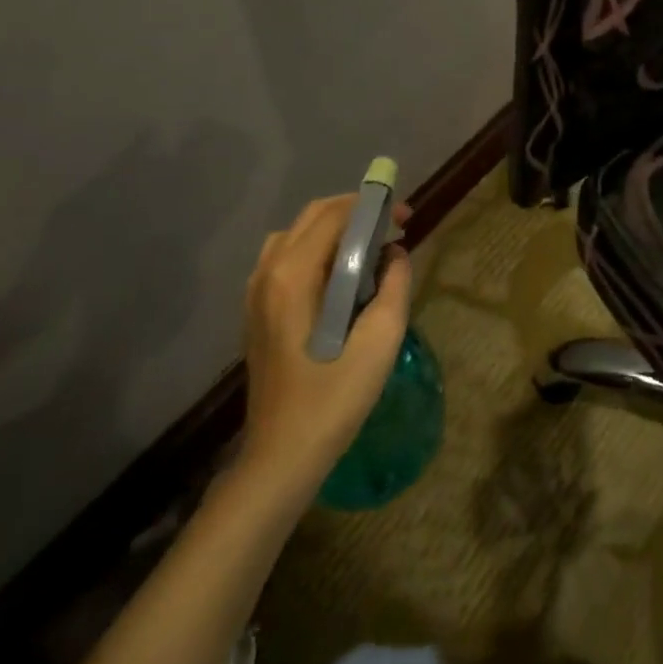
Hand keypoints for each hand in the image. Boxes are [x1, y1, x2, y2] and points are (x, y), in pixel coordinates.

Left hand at [235, 194, 412, 499]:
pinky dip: (316, 249)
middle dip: (356, 212)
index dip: (374, 206)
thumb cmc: (333, 398)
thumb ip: (394, 285)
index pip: (335, 215)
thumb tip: (395, 253)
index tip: (406, 217)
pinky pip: (285, 257)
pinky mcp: (256, 310)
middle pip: (313, 216)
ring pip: (297, 234)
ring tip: (369, 247)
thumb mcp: (380, 340)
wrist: (281, 457)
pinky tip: (340, 276)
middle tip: (394, 228)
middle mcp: (268, 273)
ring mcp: (256, 292)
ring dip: (335, 228)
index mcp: (293, 275)